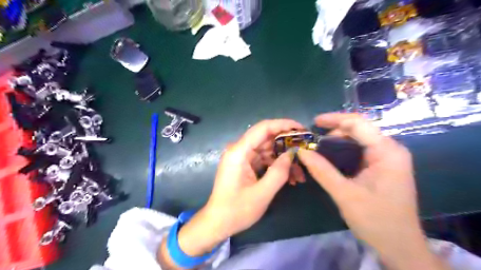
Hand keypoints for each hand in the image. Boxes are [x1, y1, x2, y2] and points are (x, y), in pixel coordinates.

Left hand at [173, 119, 300, 256]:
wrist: (218, 222)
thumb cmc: (237, 210)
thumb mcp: (262, 193)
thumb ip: (279, 171)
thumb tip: (292, 153)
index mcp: (239, 152)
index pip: (263, 128)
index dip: (283, 124)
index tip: (302, 129)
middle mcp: (239, 150)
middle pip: (267, 138)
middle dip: (287, 144)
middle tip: (306, 152)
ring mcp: (242, 157)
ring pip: (268, 150)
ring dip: (284, 159)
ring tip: (300, 174)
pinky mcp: (245, 165)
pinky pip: (264, 159)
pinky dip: (276, 166)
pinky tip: (290, 178)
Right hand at [297, 113, 447, 269]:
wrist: (399, 246)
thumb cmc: (376, 220)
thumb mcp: (344, 194)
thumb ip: (322, 170)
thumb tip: (301, 151)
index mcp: (387, 151)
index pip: (358, 124)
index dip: (334, 119)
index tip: (313, 122)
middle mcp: (390, 149)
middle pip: (359, 129)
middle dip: (334, 131)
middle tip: (313, 141)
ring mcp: (387, 158)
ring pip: (358, 139)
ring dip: (337, 141)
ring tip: (318, 148)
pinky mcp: (382, 167)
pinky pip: (360, 150)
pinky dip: (343, 151)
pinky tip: (330, 157)